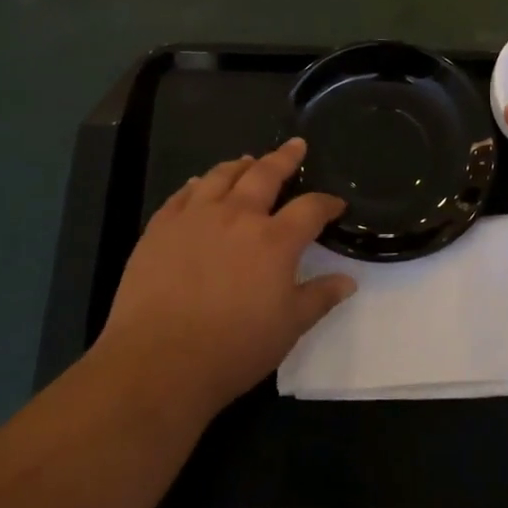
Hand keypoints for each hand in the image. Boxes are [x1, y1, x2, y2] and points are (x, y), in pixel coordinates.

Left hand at [91, 139, 353, 423]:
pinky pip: (182, 195)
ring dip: (240, 165)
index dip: (327, 203)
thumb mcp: (289, 327)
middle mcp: (237, 216)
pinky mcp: (161, 228)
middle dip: (284, 158)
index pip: (310, 209)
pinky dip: (197, 184)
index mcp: (274, 240)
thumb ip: (320, 298)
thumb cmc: (233, 348)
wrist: (158, 361)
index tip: (336, 203)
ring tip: (248, 160)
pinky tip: (199, 184)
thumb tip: (348, 281)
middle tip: (295, 146)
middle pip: (265, 175)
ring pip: (221, 176)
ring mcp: (195, 217)